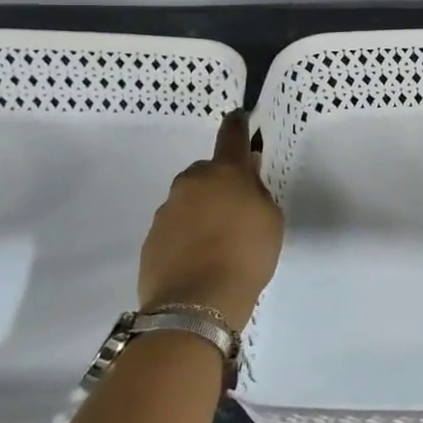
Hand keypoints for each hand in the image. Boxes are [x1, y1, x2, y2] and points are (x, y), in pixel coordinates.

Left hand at [137, 110, 283, 330]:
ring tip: (219, 241)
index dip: (238, 124)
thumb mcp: (270, 219)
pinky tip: (200, 257)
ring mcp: (167, 210)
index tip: (239, 117)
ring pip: (190, 199)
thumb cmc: (246, 254)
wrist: (196, 305)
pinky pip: (176, 226)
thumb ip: (257, 192)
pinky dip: (187, 234)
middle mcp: (192, 183)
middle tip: (237, 208)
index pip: (231, 135)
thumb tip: (246, 177)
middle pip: (208, 171)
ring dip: (202, 210)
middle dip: (220, 182)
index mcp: (225, 172)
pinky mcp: (152, 238)